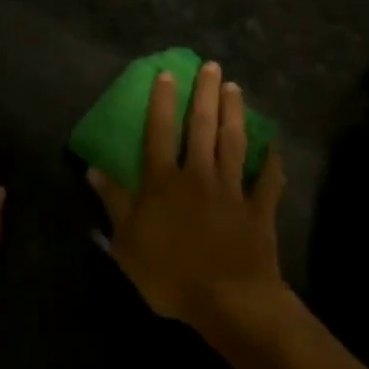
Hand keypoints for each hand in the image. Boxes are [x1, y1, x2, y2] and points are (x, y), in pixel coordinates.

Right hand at [87, 61, 285, 331]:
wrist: (229, 301)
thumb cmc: (170, 274)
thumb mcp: (127, 242)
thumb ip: (113, 202)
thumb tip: (93, 168)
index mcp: (164, 182)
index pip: (159, 132)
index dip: (161, 101)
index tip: (166, 74)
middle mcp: (198, 175)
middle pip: (201, 127)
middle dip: (205, 94)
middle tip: (212, 66)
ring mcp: (232, 190)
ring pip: (233, 143)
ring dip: (234, 114)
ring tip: (235, 88)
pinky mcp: (259, 210)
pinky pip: (268, 180)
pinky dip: (273, 161)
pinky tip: (274, 144)